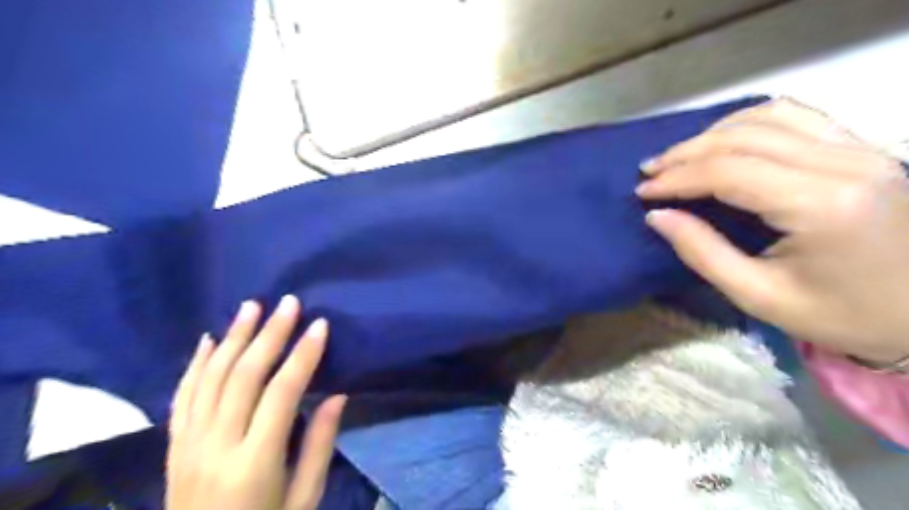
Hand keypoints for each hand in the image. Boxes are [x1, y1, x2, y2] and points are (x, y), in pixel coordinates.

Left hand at [166, 295, 345, 509]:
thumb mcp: (305, 498)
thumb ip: (319, 445)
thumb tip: (337, 395)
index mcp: (254, 462)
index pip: (282, 393)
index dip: (303, 355)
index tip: (319, 325)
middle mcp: (216, 446)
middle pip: (243, 376)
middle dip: (269, 334)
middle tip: (288, 303)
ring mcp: (188, 445)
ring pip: (210, 378)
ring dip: (233, 337)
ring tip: (251, 307)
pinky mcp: (174, 447)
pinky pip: (182, 397)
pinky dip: (196, 364)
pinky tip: (209, 340)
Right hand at [634, 98, 907, 362]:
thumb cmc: (842, 316)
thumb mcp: (758, 296)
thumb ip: (702, 252)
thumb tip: (657, 216)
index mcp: (821, 205)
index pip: (729, 171)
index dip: (677, 178)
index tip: (642, 191)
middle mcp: (844, 164)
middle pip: (744, 137)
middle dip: (686, 153)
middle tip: (650, 172)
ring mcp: (860, 150)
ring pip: (770, 116)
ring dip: (714, 132)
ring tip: (680, 157)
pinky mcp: (863, 149)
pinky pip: (797, 116)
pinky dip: (749, 122)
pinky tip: (725, 141)